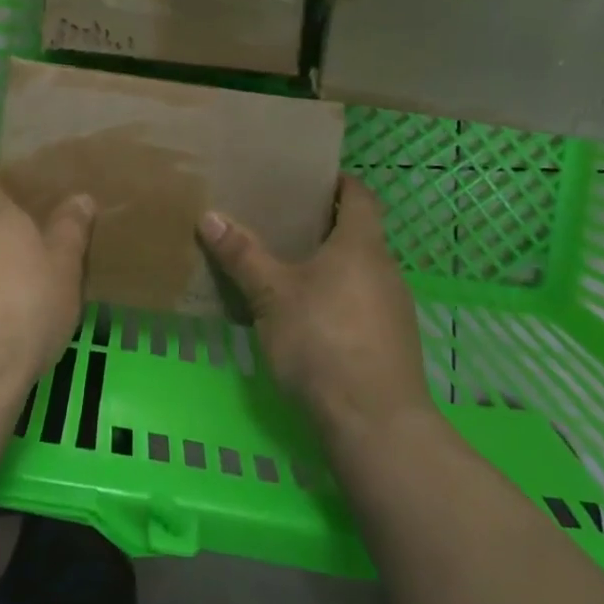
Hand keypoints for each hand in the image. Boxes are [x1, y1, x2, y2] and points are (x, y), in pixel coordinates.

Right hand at [200, 177, 433, 440]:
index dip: (340, 182)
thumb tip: (209, 216)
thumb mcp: (272, 295)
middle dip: (326, 225)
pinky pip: (363, 303)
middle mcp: (385, 269)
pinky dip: (339, 297)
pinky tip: (309, 316)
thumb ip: (243, 255)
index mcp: (362, 245)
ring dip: (332, 264)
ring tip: (290, 266)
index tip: (310, 179)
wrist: (376, 424)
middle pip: (360, 233)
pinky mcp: (392, 343)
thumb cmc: (323, 341)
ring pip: (361, 271)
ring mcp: (394, 309)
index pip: (361, 196)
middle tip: (283, 220)